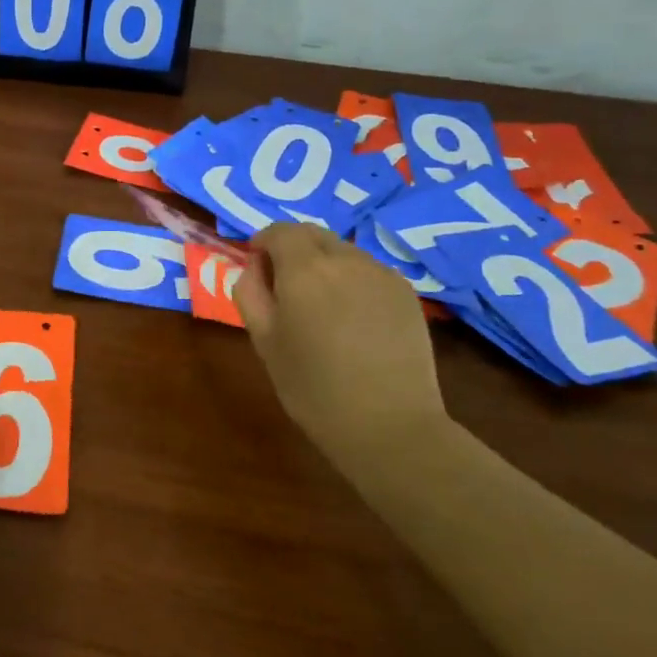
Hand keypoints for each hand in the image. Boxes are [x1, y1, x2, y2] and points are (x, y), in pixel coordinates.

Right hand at [234, 223, 447, 454]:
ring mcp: (381, 274)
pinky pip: (369, 271)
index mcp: (304, 270)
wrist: (389, 425)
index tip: (256, 264)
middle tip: (284, 284)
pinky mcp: (406, 293)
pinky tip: (353, 318)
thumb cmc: (314, 388)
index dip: (264, 241)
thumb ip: (250, 293)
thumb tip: (254, 267)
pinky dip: (352, 280)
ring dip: (324, 263)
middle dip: (293, 248)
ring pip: (343, 251)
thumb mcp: (264, 342)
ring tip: (321, 305)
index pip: (280, 231)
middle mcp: (345, 260)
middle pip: (313, 234)